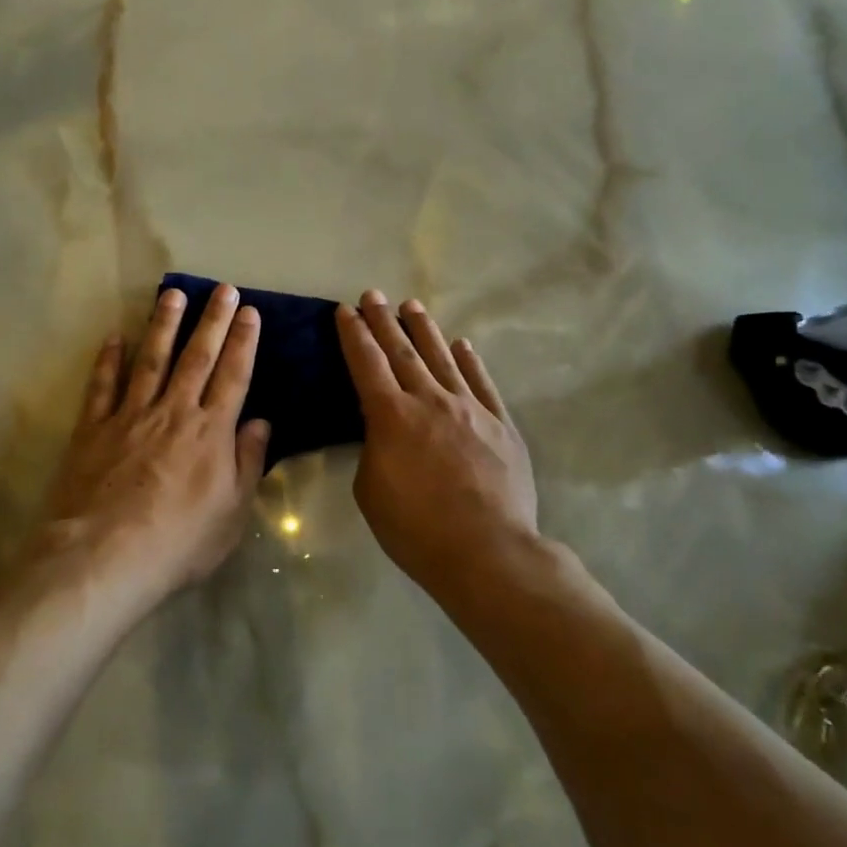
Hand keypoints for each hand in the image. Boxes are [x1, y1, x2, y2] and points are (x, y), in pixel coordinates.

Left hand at [31, 285, 270, 603]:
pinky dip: (109, 359)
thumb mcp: (232, 513)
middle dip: (212, 320)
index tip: (250, 312)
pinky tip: (115, 336)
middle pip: (197, 357)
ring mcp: (130, 416)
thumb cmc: (178, 543)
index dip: (243, 341)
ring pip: (151, 360)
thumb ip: (248, 463)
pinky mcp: (93, 428)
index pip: (233, 376)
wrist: (104, 557)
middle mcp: (173, 412)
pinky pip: (103, 385)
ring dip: (163, 325)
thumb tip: (260, 421)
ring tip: (173, 294)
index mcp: (211, 432)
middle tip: (222, 288)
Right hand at [336, 290, 539, 590]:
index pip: (366, 363)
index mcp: (391, 416)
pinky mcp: (500, 424)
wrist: (487, 550)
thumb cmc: (416, 529)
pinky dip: (470, 361)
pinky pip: (482, 383)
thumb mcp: (371, 490)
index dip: (353, 334)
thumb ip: (373, 450)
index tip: (345, 310)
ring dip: (424, 330)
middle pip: (402, 351)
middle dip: (384, 321)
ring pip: (443, 358)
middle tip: (373, 295)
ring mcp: (469, 408)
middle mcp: (430, 400)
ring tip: (412, 306)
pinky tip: (462, 345)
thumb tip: (383, 431)